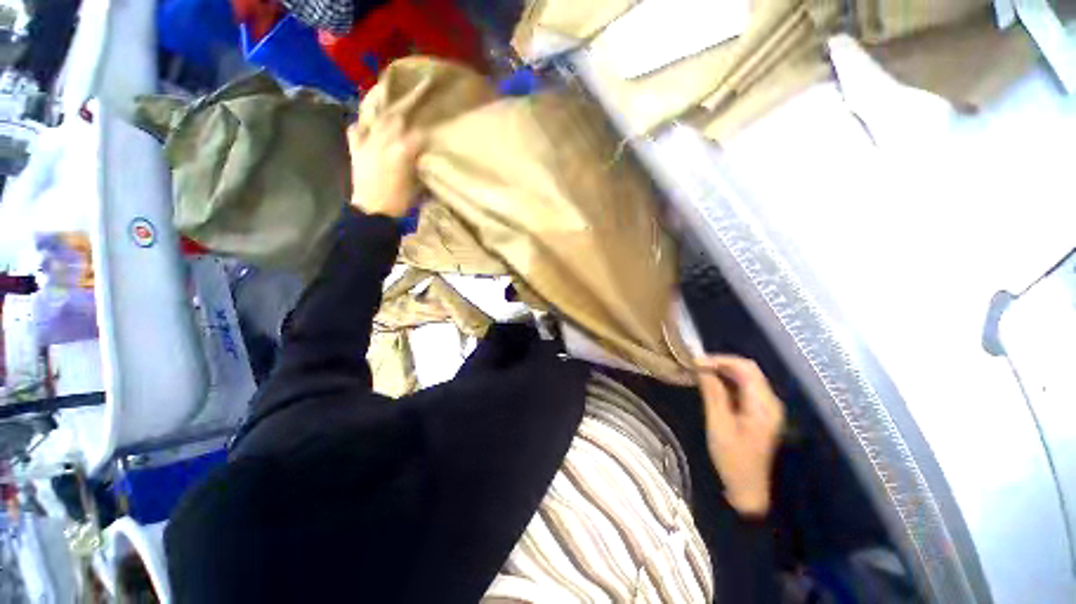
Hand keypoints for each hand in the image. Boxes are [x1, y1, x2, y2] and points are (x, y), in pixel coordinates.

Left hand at [347, 115, 425, 218]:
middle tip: (410, 132)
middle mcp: (385, 142)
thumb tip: (424, 160)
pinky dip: (362, 128)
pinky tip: (369, 131)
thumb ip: (420, 169)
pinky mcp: (356, 149)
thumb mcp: (417, 186)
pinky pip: (356, 130)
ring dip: (386, 122)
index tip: (427, 144)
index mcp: (403, 152)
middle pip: (397, 121)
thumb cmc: (400, 202)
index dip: (424, 138)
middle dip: (405, 125)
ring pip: (377, 121)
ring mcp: (368, 144)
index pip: (418, 135)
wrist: (373, 211)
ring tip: (391, 127)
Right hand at [696, 355, 784, 517]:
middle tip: (697, 365)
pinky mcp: (761, 413)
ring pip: (747, 377)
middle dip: (722, 363)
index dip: (721, 360)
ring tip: (701, 372)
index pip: (746, 368)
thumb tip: (702, 368)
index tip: (696, 361)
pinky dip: (729, 382)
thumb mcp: (718, 425)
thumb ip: (713, 394)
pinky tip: (713, 384)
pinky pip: (746, 388)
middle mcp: (770, 402)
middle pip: (749, 370)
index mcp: (763, 405)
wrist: (748, 488)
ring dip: (724, 371)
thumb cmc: (732, 459)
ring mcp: (768, 407)